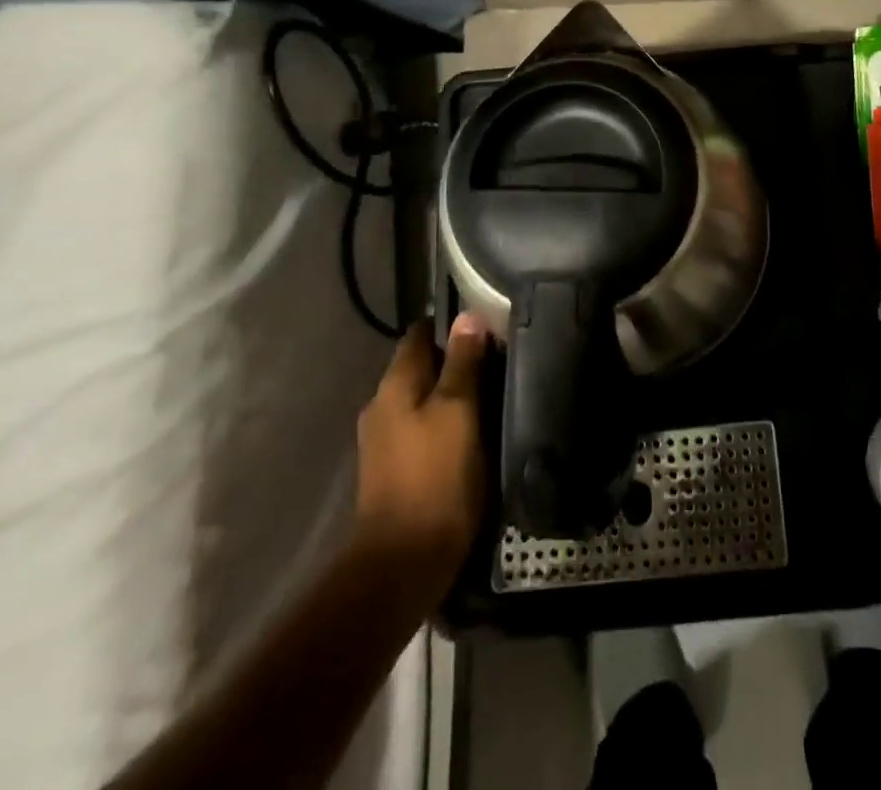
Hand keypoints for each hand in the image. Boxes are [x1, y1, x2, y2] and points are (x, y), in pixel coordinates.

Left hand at [354, 315, 490, 601]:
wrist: (403, 564)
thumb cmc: (435, 477)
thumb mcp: (458, 412)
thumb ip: (462, 363)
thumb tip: (467, 316)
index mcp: (394, 386)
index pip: (420, 334)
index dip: (451, 326)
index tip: (487, 325)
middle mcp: (382, 406)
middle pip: (422, 367)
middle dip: (456, 360)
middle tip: (499, 360)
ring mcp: (385, 441)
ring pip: (424, 398)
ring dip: (453, 394)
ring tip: (493, 394)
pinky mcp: (395, 470)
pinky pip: (423, 428)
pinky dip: (446, 422)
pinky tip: (473, 432)